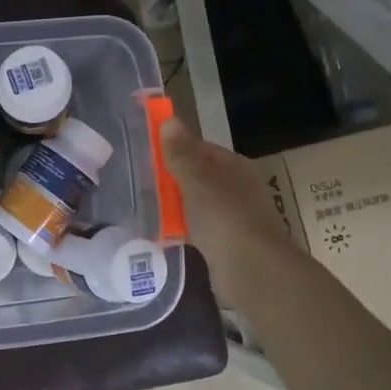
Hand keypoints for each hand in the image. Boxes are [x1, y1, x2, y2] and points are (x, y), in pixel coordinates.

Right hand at [161, 119, 298, 289]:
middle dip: (171, 178)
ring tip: (144, 205)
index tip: (146, 153)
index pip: (200, 148)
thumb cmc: (223, 217)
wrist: (252, 269)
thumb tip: (169, 120)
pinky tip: (161, 232)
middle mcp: (237, 188)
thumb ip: (181, 153)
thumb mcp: (196, 180)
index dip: (175, 148)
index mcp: (234, 166)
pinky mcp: (226, 243)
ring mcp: (233, 216)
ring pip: (197, 203)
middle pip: (198, 176)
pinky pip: (197, 228)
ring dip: (175, 204)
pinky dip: (181, 228)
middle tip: (138, 180)